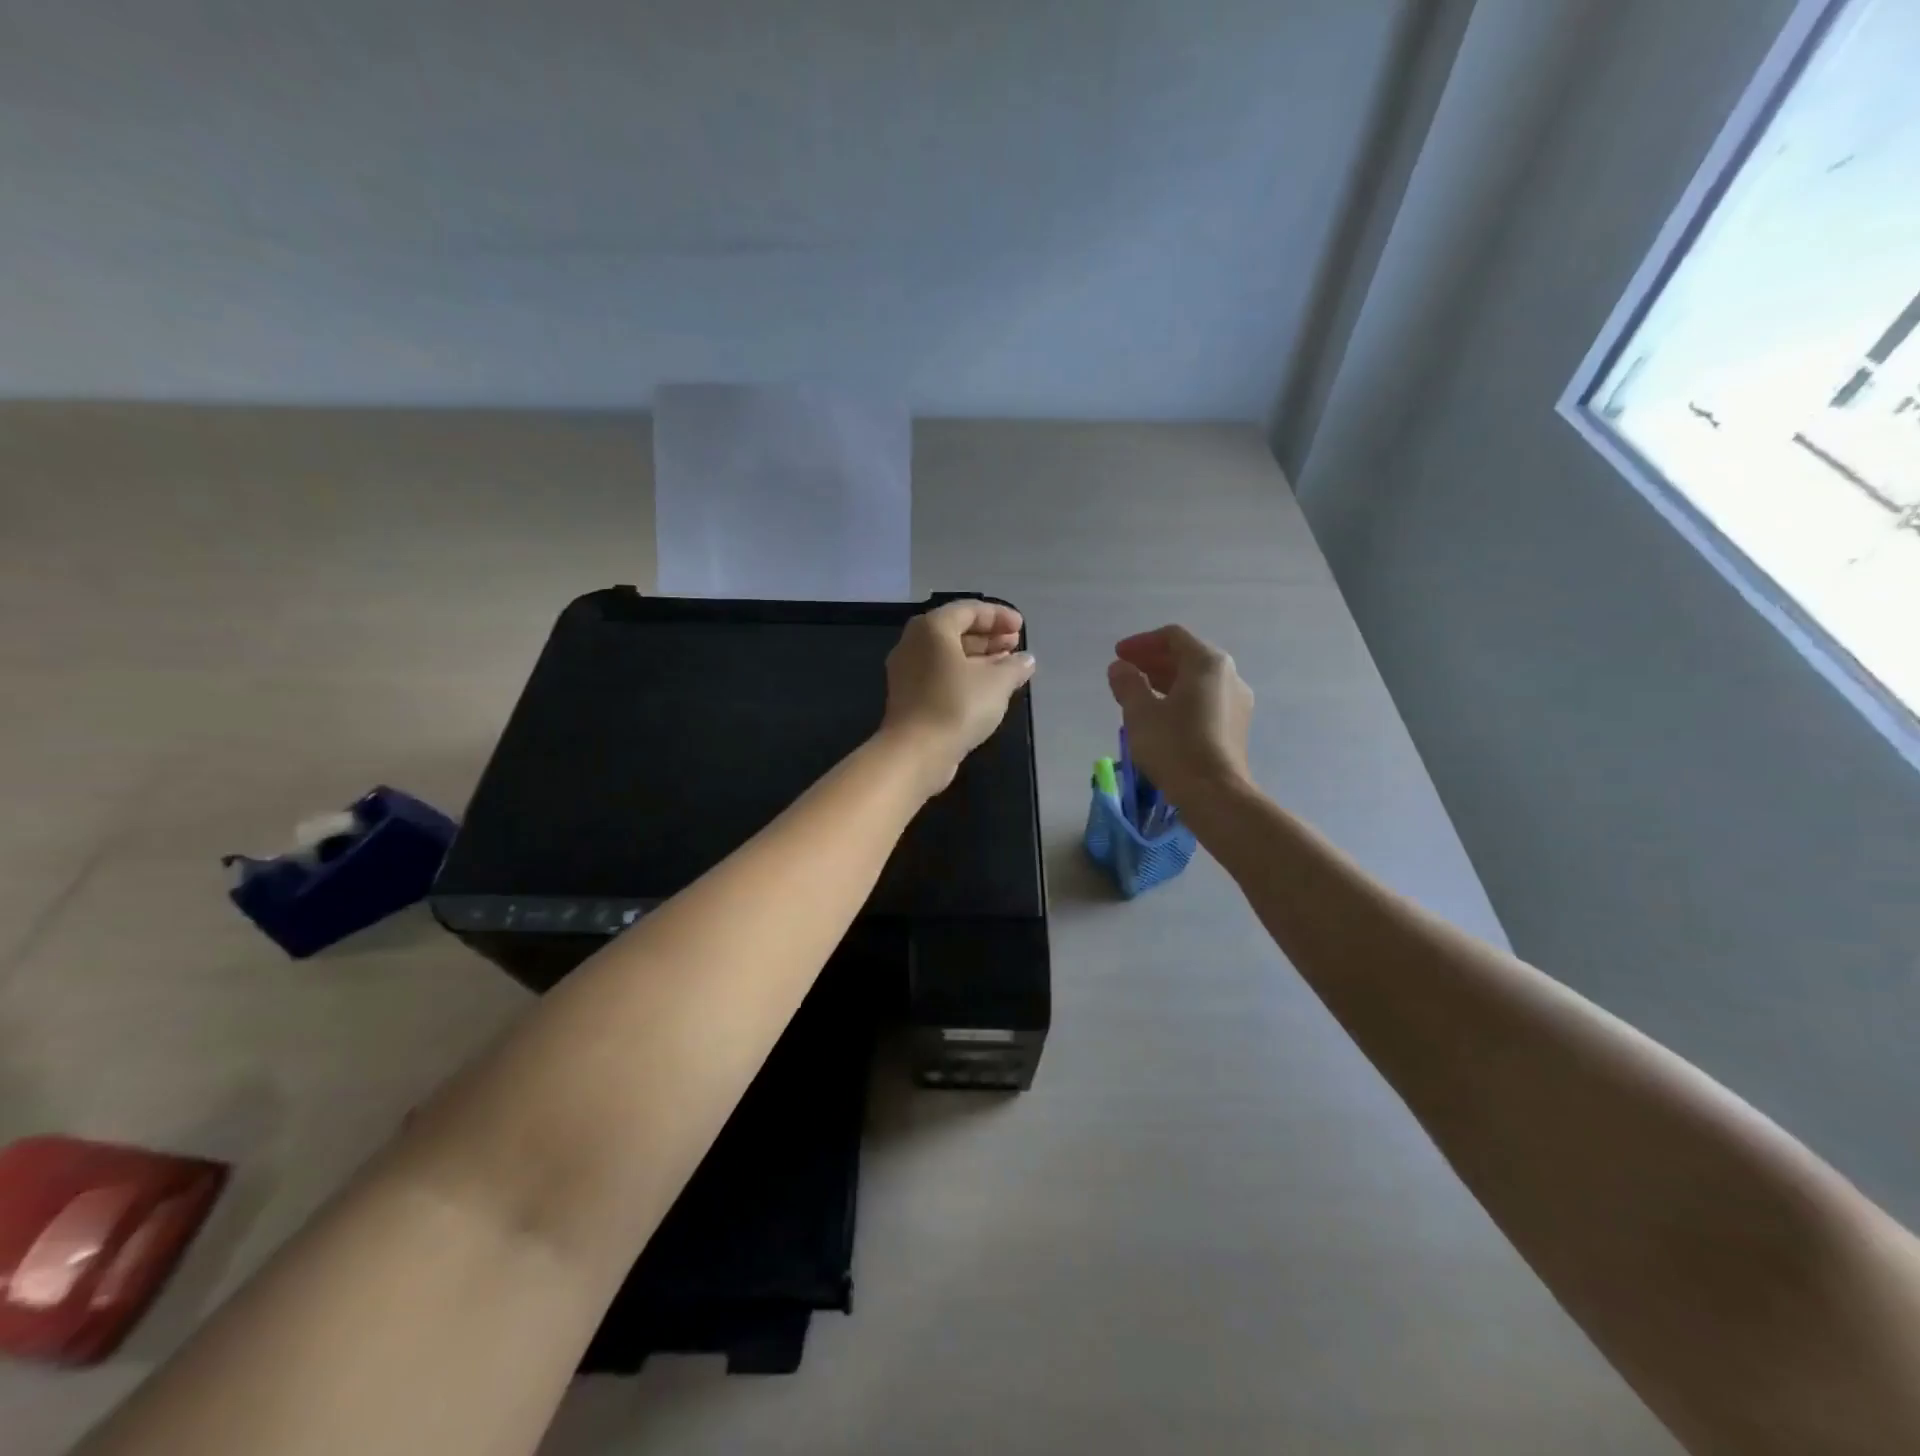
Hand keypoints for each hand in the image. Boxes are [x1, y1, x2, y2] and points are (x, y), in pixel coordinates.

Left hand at [881, 600, 1036, 793]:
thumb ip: (1014, 666)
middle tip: (1015, 644)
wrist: (916, 752)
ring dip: (979, 657)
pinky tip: (988, 689)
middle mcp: (914, 643)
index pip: (968, 610)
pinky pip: (941, 675)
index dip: (998, 616)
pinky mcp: (910, 697)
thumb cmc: (957, 705)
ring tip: (1008, 666)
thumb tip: (1025, 660)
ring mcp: (908, 672)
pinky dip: (965, 675)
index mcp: (932, 628)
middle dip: (988, 636)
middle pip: (956, 631)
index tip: (1022, 627)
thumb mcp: (997, 682)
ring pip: (948, 655)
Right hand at [1106, 625, 1253, 801]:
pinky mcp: (1236, 726)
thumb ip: (1128, 683)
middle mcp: (1229, 675)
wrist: (1215, 793)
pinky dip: (1180, 698)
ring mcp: (1237, 702)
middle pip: (1187, 657)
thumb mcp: (1140, 712)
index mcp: (1208, 663)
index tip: (1118, 655)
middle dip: (1153, 662)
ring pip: (1196, 680)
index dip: (1141, 643)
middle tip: (1125, 674)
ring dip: (1165, 681)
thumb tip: (1120, 667)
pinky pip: (1205, 700)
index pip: (1173, 637)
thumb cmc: (1174, 746)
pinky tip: (1160, 716)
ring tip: (1138, 695)